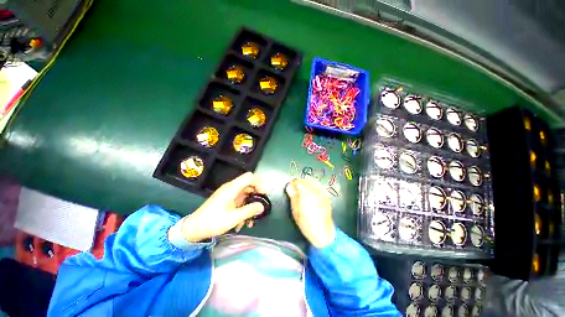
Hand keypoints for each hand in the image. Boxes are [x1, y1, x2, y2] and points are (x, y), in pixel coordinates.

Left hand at [176, 172, 265, 241]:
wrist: (194, 228)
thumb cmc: (213, 222)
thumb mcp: (234, 218)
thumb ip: (250, 210)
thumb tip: (262, 206)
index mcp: (232, 188)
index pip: (249, 177)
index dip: (259, 183)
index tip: (263, 195)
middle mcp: (231, 188)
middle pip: (249, 185)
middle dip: (256, 196)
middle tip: (260, 208)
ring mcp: (229, 194)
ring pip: (246, 194)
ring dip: (250, 205)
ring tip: (250, 220)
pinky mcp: (227, 200)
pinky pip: (240, 201)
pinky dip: (244, 209)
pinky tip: (242, 223)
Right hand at [286, 178, 334, 247]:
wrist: (323, 232)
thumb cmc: (307, 223)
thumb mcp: (296, 211)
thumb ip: (293, 196)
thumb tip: (289, 186)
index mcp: (307, 194)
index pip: (298, 182)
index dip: (293, 183)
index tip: (290, 186)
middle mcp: (316, 191)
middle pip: (306, 180)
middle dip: (299, 183)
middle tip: (295, 189)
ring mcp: (322, 193)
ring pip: (312, 182)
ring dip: (306, 184)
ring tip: (302, 191)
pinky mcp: (326, 196)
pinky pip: (318, 187)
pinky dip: (312, 187)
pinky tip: (310, 194)